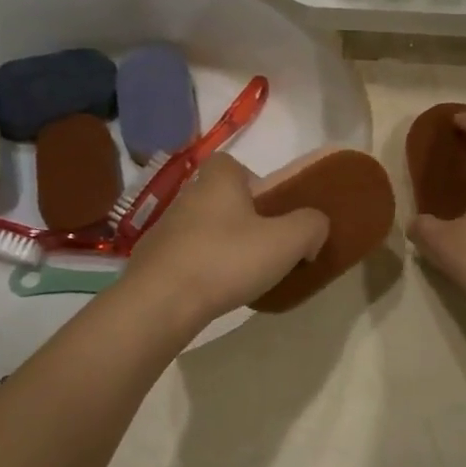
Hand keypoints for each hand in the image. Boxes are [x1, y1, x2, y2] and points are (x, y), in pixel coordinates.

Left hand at [123, 153, 328, 328]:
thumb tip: (314, 229)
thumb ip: (311, 226)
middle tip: (263, 246)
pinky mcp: (151, 260)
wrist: (160, 303)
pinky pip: (185, 257)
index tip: (269, 211)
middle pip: (220, 198)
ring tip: (241, 275)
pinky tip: (213, 292)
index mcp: (217, 180)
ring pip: (203, 228)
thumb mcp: (287, 241)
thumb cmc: (226, 260)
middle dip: (241, 218)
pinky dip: (200, 269)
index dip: (253, 182)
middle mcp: (187, 196)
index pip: (232, 164)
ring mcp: (164, 229)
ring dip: (221, 245)